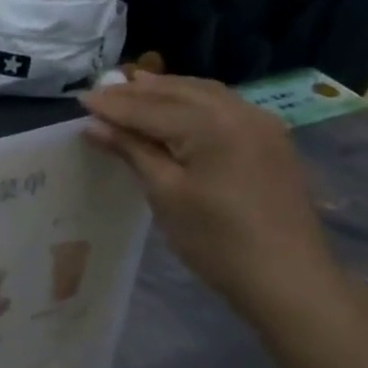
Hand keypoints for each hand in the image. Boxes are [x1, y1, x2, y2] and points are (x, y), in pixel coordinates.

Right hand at [79, 73, 341, 316]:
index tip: (80, 99)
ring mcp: (260, 124)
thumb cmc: (216, 240)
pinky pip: (222, 107)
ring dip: (165, 91)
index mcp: (211, 125)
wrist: (287, 279)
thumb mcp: (165, 194)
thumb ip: (132, 151)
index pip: (150, 107)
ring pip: (203, 94)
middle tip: (100, 92)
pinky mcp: (269, 140)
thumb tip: (94, 125)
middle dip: (137, 92)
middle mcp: (239, 112)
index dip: (113, 105)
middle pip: (177, 92)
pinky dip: (191, 102)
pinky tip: (176, 108)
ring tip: (132, 88)